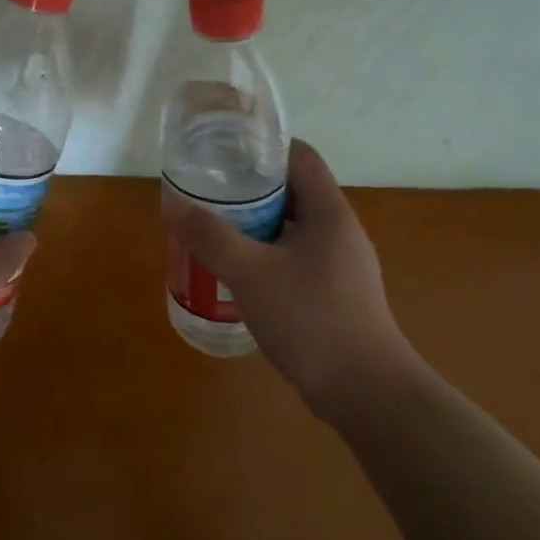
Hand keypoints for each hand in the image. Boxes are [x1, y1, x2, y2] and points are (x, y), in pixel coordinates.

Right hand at [161, 139, 412, 414]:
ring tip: (214, 228)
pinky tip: (237, 272)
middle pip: (293, 190)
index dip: (262, 146)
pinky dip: (266, 254)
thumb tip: (173, 205)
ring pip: (291, 227)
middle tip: (207, 191)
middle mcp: (339, 231)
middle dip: (249, 188)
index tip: (223, 150)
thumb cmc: (311, 320)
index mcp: (329, 213)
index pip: (300, 156)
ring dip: (255, 224)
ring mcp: (340, 264)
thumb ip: (210, 236)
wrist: (366, 393)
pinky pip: (295, 257)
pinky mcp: (335, 293)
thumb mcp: (250, 273)